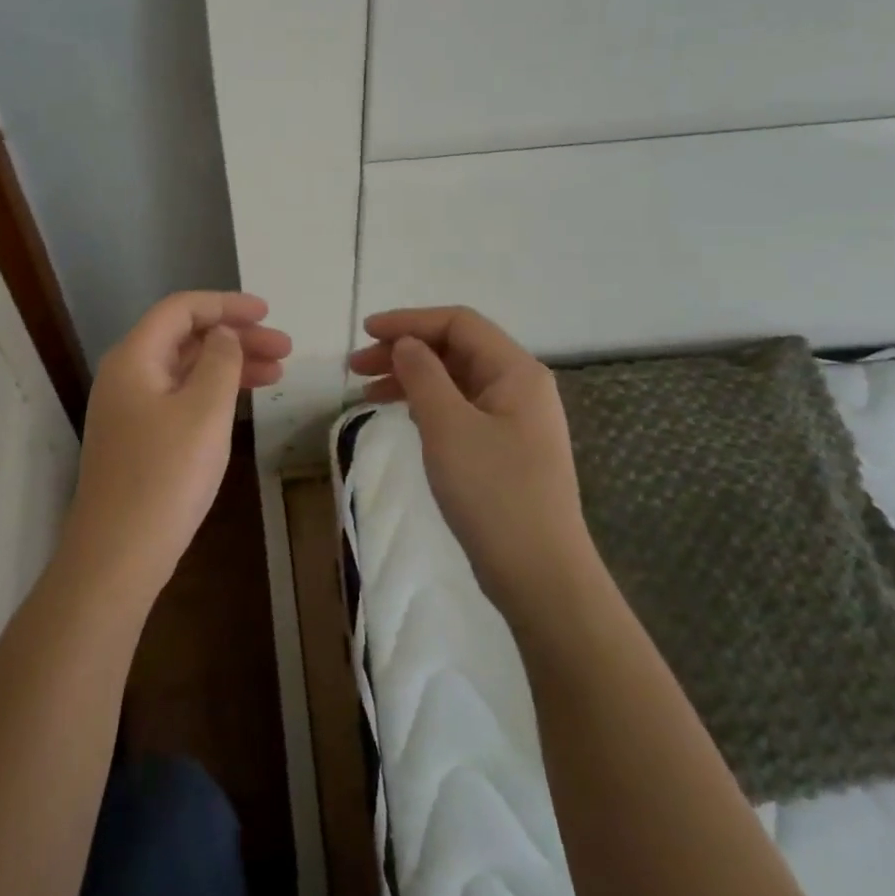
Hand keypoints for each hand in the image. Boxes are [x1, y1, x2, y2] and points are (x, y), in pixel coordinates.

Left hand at [65, 292, 290, 593]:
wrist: (118, 554)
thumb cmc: (165, 476)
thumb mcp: (204, 411)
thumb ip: (220, 361)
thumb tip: (223, 334)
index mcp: (134, 358)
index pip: (180, 309)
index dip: (225, 304)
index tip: (268, 313)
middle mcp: (126, 375)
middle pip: (185, 337)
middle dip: (235, 337)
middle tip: (285, 349)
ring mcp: (129, 409)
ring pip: (185, 369)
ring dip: (229, 365)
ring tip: (278, 374)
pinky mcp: (138, 438)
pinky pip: (180, 397)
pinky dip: (212, 392)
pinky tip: (242, 402)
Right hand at [350, 306, 592, 626]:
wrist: (539, 574)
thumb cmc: (493, 493)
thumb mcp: (448, 426)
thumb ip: (423, 374)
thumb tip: (406, 344)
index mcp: (516, 371)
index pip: (458, 323)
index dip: (409, 321)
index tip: (365, 333)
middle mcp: (519, 386)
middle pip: (456, 349)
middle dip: (404, 350)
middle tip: (355, 368)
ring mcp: (514, 419)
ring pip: (455, 380)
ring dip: (410, 378)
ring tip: (365, 393)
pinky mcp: (504, 448)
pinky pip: (459, 409)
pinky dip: (426, 404)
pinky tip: (401, 414)